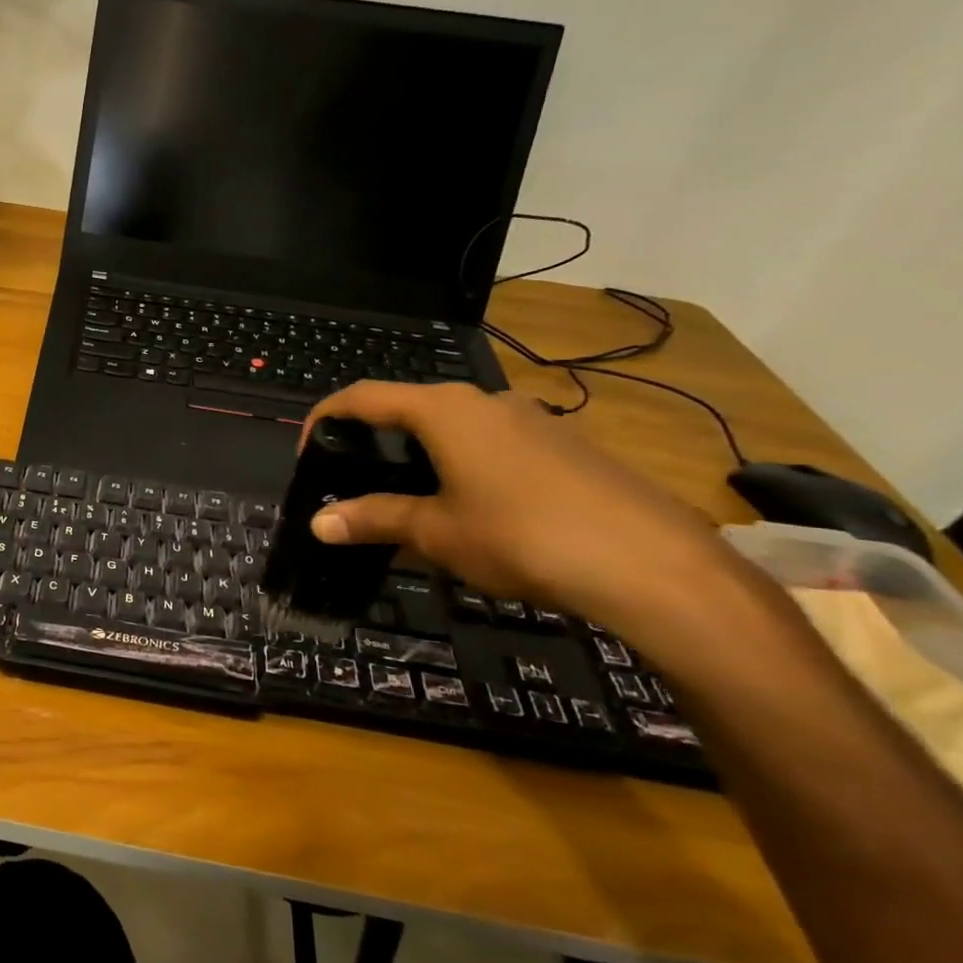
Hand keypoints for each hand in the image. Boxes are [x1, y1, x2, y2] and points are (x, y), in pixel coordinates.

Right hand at [300, 381, 744, 636]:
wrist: (654, 565)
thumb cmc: (522, 536)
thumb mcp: (437, 532)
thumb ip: (375, 519)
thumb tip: (319, 523)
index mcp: (444, 410)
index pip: (363, 397)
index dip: (325, 419)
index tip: (308, 455)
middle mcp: (485, 401)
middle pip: (409, 407)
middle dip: (373, 440)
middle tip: (356, 482)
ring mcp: (532, 420)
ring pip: (455, 427)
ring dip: (420, 455)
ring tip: (411, 501)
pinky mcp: (566, 446)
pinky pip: (494, 444)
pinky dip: (464, 465)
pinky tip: (476, 512)